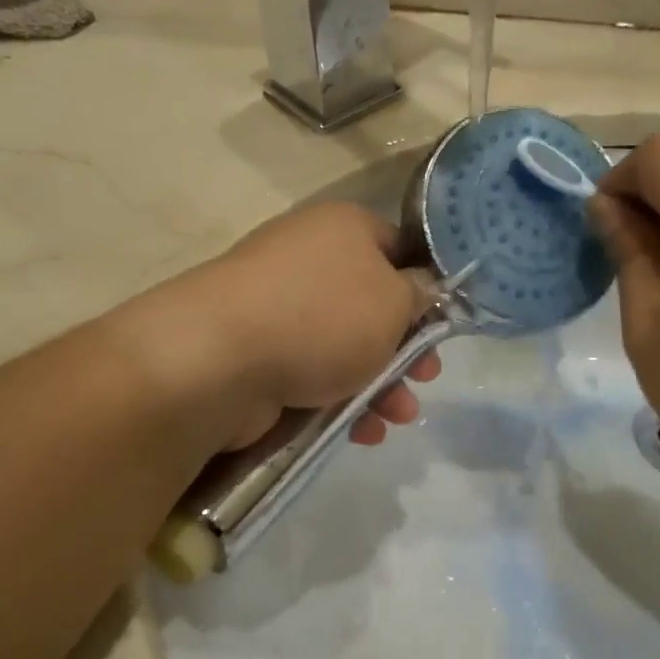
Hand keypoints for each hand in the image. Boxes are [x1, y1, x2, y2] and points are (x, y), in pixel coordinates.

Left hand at [137, 202, 441, 451]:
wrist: (218, 359)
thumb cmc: (322, 318)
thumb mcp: (394, 302)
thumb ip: (421, 295)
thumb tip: (423, 287)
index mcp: (343, 227)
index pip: (398, 248)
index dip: (425, 286)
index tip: (441, 326)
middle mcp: (310, 258)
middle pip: (373, 304)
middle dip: (405, 349)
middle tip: (424, 378)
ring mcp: (279, 305)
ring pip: (346, 345)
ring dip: (380, 384)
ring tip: (397, 416)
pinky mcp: (259, 350)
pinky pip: (314, 370)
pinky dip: (341, 398)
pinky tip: (362, 430)